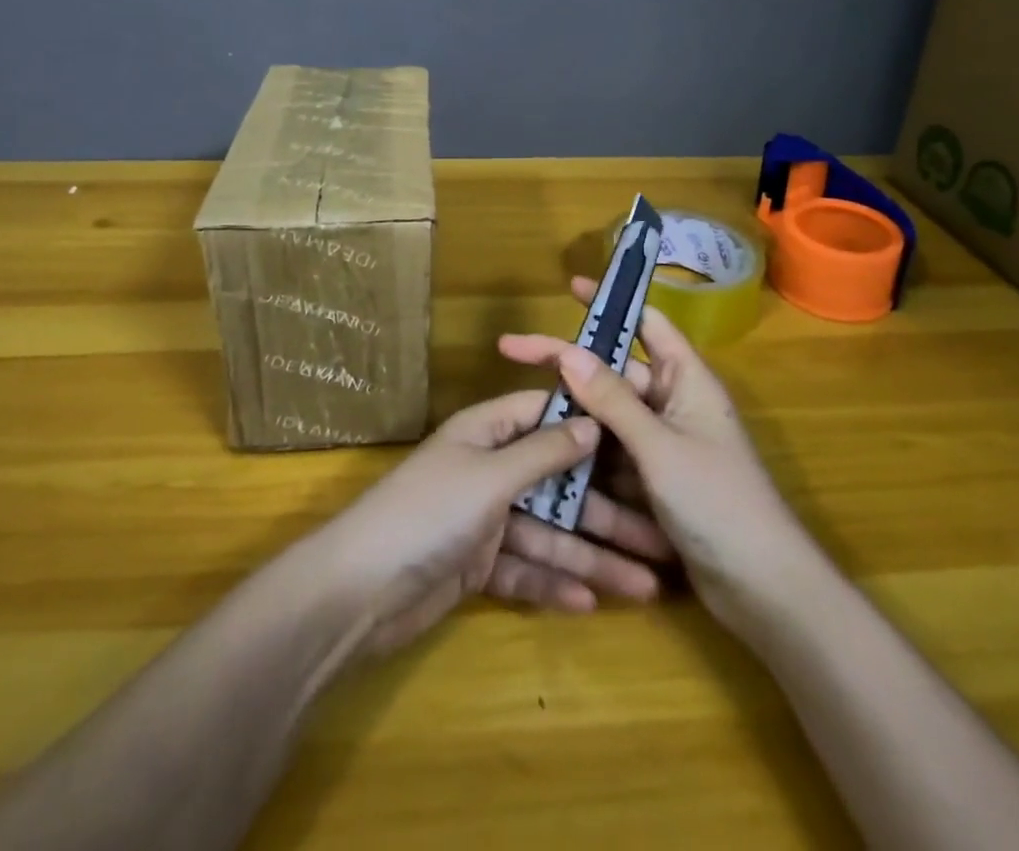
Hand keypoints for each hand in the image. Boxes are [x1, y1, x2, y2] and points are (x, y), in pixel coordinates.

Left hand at [307, 389, 671, 657]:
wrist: (359, 592)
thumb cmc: (429, 513)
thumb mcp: (490, 476)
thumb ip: (543, 452)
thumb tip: (591, 420)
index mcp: (486, 433)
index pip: (544, 415)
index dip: (588, 424)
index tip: (640, 438)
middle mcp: (487, 469)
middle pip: (556, 484)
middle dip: (604, 512)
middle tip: (659, 539)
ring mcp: (482, 519)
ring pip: (547, 534)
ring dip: (591, 558)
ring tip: (645, 586)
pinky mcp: (476, 565)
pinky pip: (525, 570)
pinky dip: (553, 584)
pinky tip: (592, 603)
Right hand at [497, 277, 806, 622]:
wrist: (763, 590)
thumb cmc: (719, 503)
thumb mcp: (659, 448)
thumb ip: (612, 400)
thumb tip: (568, 352)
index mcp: (687, 379)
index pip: (646, 322)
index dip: (610, 302)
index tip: (569, 288)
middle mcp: (674, 403)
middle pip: (613, 371)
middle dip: (568, 365)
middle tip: (512, 351)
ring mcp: (663, 444)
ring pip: (607, 416)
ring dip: (572, 414)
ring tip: (519, 406)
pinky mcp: (654, 480)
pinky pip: (612, 455)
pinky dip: (584, 454)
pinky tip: (544, 453)